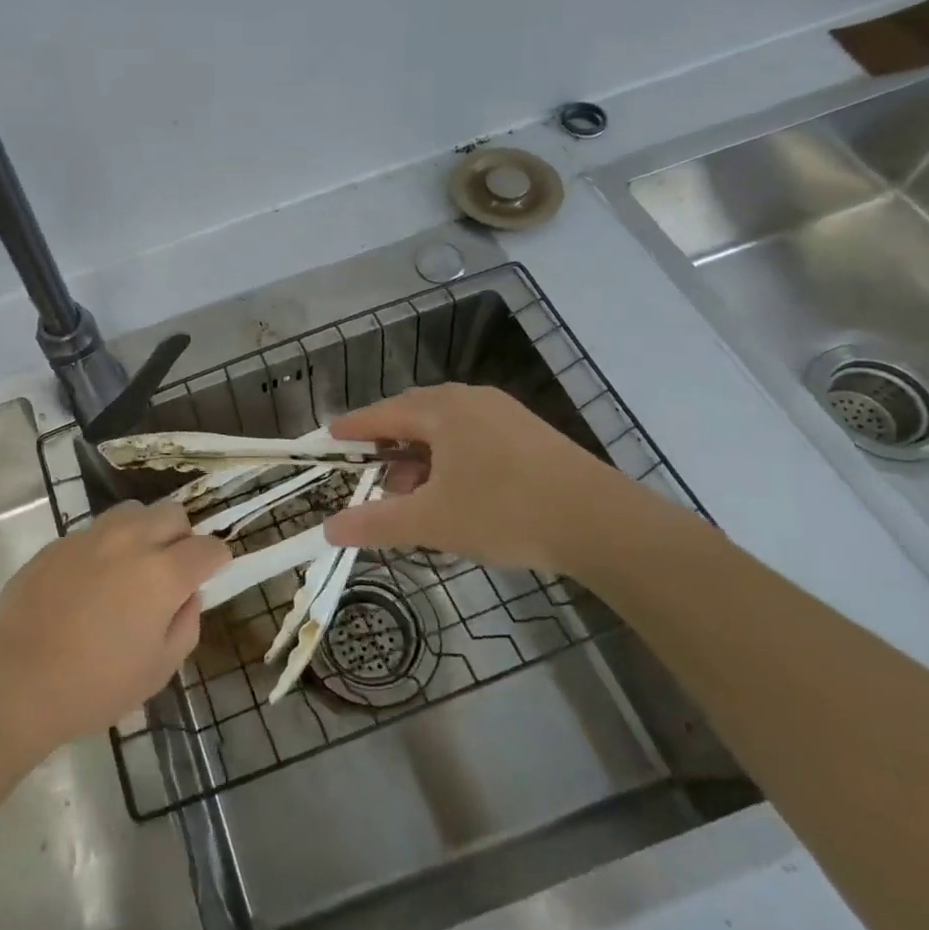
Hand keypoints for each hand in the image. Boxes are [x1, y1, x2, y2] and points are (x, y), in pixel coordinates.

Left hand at [0, 501, 228, 754]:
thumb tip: (187, 596)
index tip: (211, 573)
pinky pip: (95, 530)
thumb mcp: (158, 670)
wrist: (14, 680)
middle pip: (172, 514)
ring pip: (133, 511)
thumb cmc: (94, 686)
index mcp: (163, 573)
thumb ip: (185, 624)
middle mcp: (131, 541)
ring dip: (144, 531)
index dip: (217, 560)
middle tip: (171, 570)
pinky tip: (90, 581)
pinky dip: (106, 546)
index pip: (208, 547)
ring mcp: (91, 536)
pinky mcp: (58, 542)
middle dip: (182, 536)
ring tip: (132, 567)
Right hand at [320, 383, 676, 577]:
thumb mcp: (432, 522)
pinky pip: (473, 435)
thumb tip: (328, 530)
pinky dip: (452, 457)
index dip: (353, 428)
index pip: (382, 414)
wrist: (601, 522)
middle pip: (413, 415)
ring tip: (416, 493)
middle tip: (373, 475)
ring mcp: (504, 412)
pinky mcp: (529, 432)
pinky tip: (458, 490)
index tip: (331, 436)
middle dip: (389, 445)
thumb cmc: (504, 511)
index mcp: (441, 409)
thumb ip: (376, 523)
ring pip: (446, 427)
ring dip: (422, 455)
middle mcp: (469, 399)